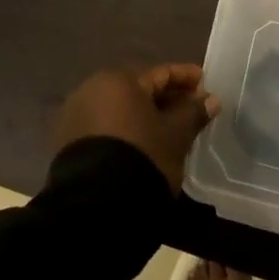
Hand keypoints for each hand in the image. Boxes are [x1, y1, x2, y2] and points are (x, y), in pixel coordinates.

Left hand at [58, 63, 216, 191]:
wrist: (97, 204)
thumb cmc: (143, 157)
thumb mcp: (175, 135)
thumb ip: (193, 113)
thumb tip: (210, 99)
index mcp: (119, 80)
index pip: (160, 74)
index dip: (185, 78)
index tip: (204, 82)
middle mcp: (93, 89)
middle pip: (138, 90)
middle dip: (164, 98)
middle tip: (189, 108)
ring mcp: (77, 115)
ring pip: (120, 109)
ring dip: (144, 115)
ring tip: (167, 129)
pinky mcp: (68, 141)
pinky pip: (105, 127)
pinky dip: (125, 130)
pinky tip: (141, 143)